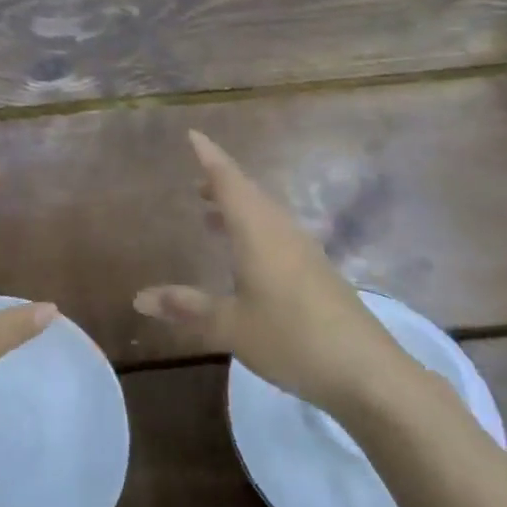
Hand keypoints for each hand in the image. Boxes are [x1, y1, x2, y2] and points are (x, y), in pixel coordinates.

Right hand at [134, 130, 406, 413]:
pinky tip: (245, 256)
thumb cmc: (291, 339)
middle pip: (249, 193)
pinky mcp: (317, 271)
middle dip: (221, 183)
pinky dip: (253, 229)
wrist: (366, 372)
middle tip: (195, 181)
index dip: (210, 157)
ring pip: (265, 214)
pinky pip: (277, 234)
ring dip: (238, 207)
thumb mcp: (231, 326)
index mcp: (258, 232)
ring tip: (211, 213)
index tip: (193, 135)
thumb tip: (139, 297)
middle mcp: (282, 231)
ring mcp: (304, 251)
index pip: (229, 181)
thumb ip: (187, 308)